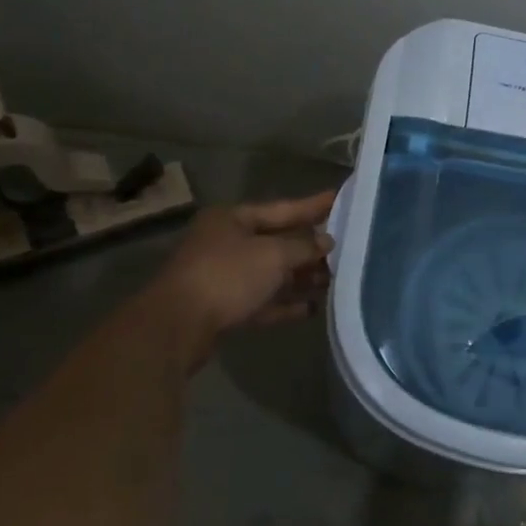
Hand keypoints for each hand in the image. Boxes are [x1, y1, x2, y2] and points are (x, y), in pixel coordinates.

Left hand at [156, 191, 336, 341]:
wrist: (178, 326)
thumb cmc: (227, 275)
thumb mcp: (273, 254)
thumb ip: (304, 246)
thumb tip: (327, 241)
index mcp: (233, 219)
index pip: (282, 208)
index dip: (313, 206)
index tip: (340, 200)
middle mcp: (227, 243)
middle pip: (278, 242)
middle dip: (310, 248)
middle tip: (346, 248)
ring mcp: (224, 276)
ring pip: (272, 273)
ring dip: (301, 278)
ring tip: (335, 280)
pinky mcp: (225, 307)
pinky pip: (263, 301)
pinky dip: (286, 303)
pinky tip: (312, 308)